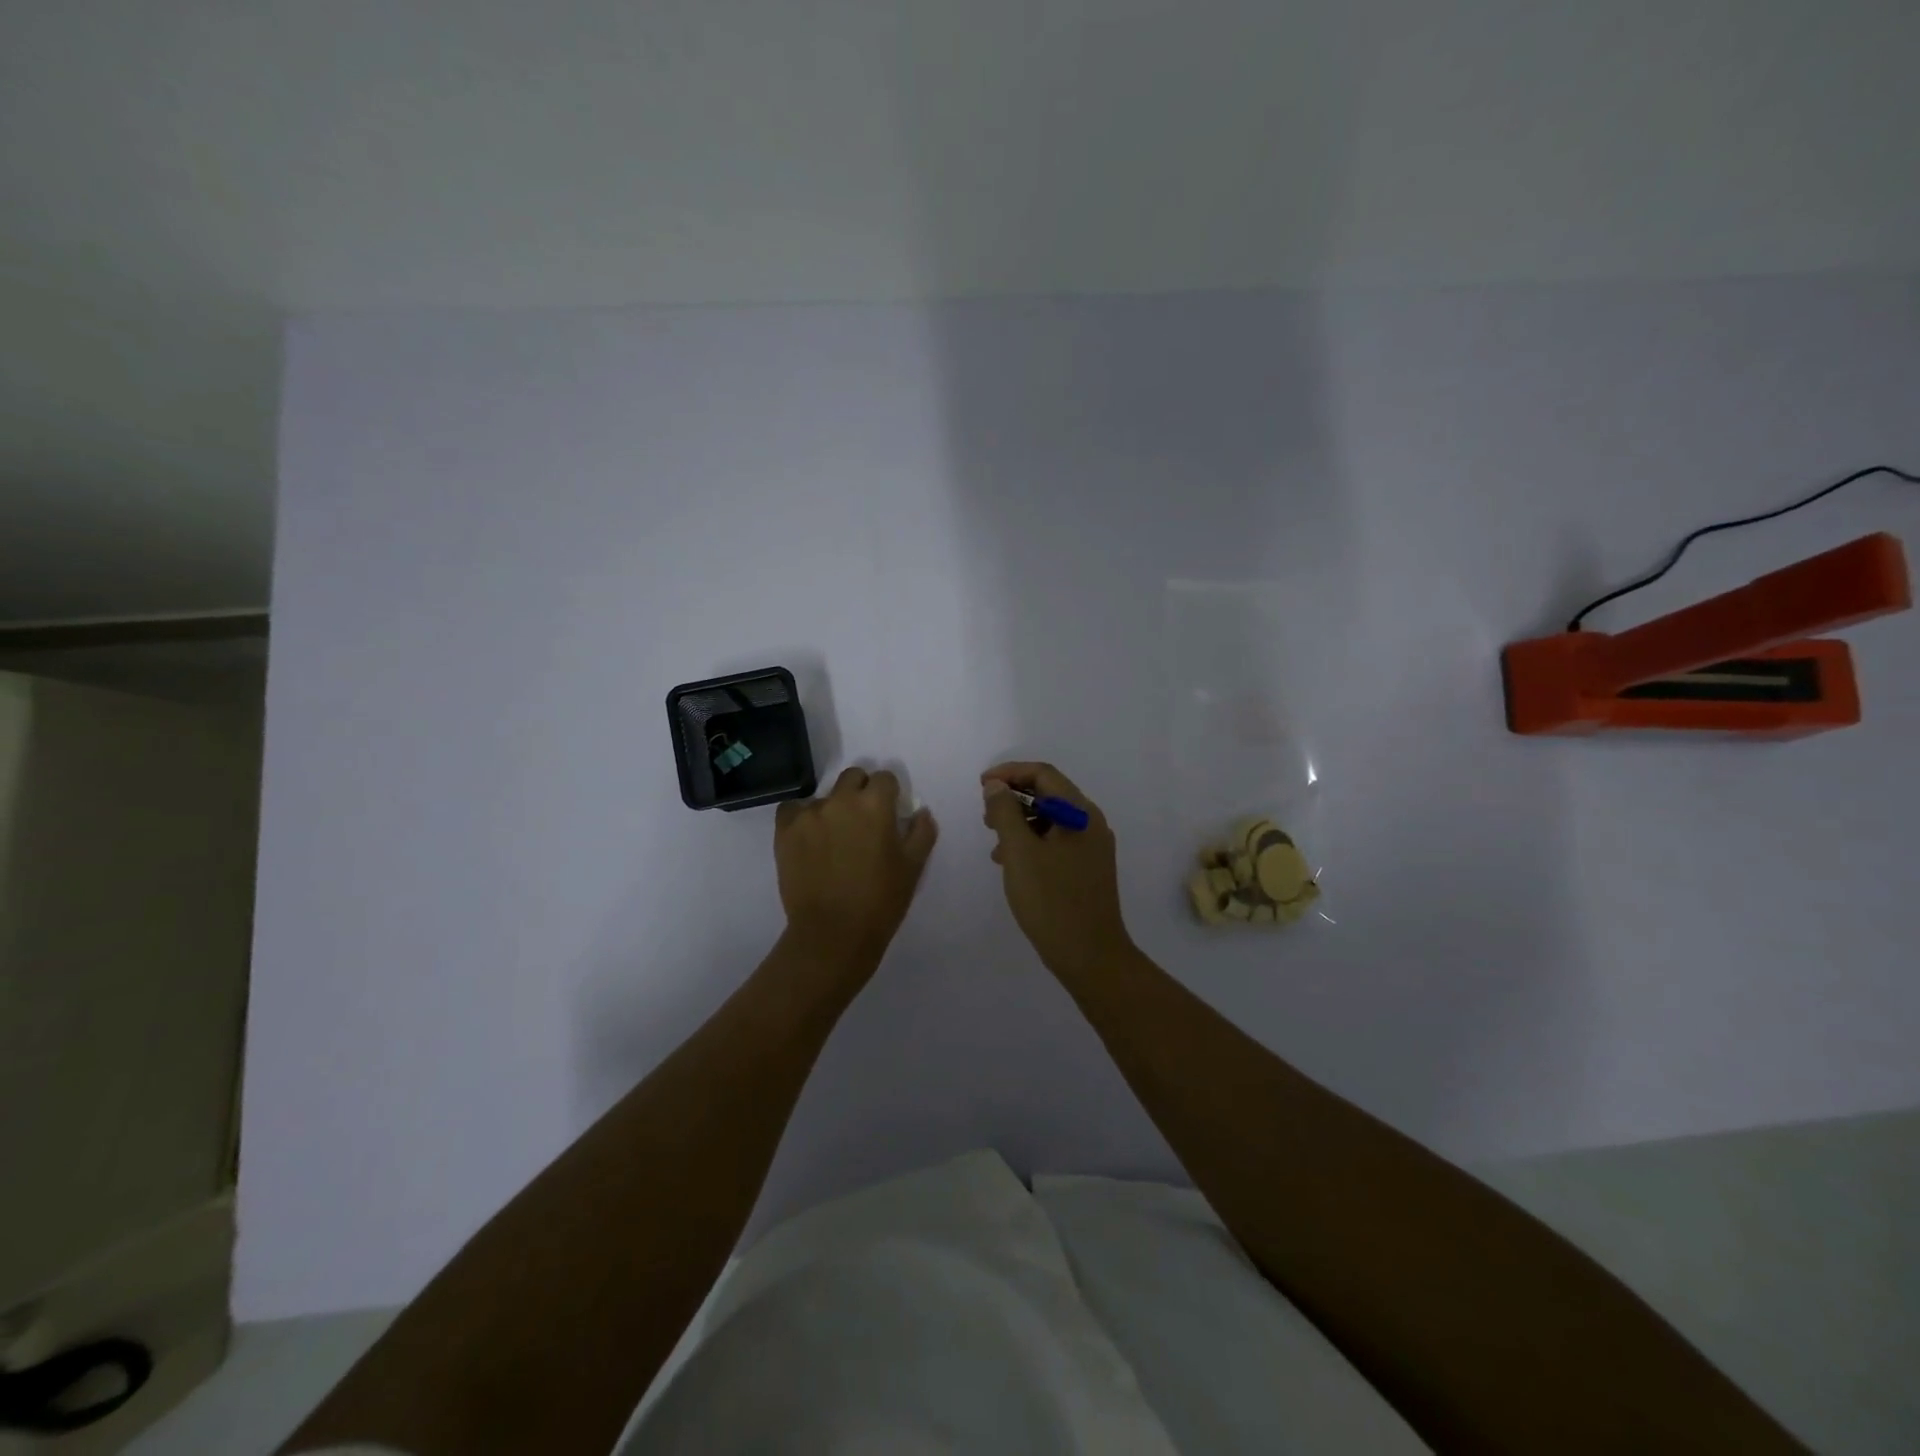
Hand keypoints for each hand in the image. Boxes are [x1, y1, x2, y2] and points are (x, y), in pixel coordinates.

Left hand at [775, 767, 937, 974]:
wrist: (833, 933)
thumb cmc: (881, 901)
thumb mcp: (913, 867)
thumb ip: (921, 832)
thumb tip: (920, 812)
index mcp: (875, 804)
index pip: (885, 778)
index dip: (889, 794)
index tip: (889, 814)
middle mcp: (841, 800)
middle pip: (852, 777)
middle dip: (861, 792)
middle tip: (863, 823)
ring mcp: (809, 814)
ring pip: (824, 796)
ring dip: (833, 809)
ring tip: (834, 840)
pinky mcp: (785, 831)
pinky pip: (793, 810)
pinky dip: (802, 818)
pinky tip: (810, 840)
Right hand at [981, 762, 1131, 977]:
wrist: (1090, 956)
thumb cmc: (1052, 900)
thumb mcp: (1020, 853)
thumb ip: (1005, 813)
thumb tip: (996, 786)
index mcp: (1081, 813)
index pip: (1044, 774)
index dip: (1010, 773)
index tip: (982, 785)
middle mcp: (1091, 823)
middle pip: (1050, 794)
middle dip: (1014, 798)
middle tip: (985, 815)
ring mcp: (1092, 847)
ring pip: (1051, 819)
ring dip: (1020, 822)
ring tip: (994, 842)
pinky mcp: (1088, 869)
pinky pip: (1057, 841)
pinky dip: (1032, 842)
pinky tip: (1011, 863)